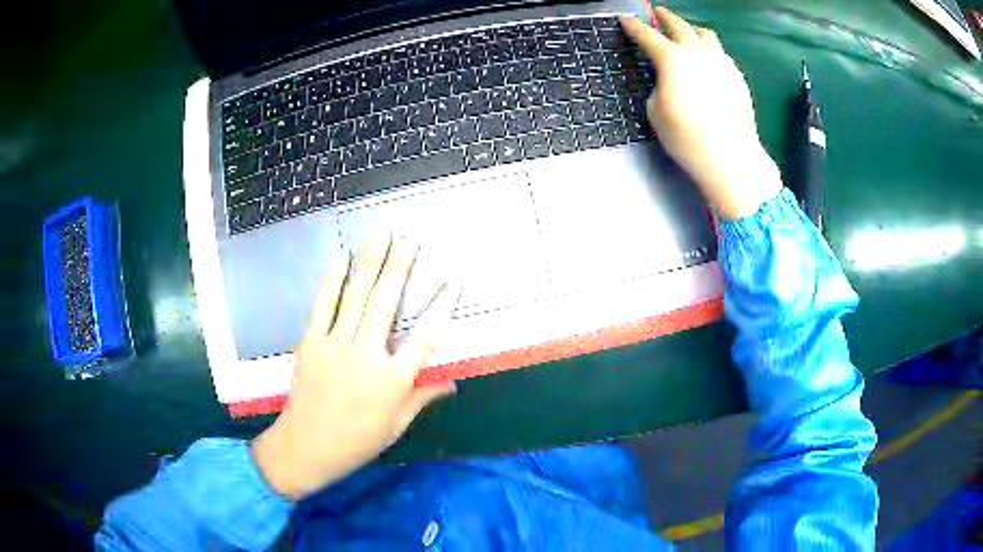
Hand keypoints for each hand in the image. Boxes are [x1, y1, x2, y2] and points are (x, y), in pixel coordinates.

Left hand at [251, 234, 456, 499]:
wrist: (306, 447)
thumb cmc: (357, 442)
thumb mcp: (396, 425)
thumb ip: (422, 397)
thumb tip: (452, 382)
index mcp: (393, 380)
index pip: (424, 337)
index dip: (440, 307)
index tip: (450, 283)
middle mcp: (366, 356)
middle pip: (387, 303)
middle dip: (400, 267)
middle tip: (410, 239)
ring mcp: (336, 346)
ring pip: (356, 296)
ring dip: (370, 262)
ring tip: (381, 235)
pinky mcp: (312, 342)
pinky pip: (323, 305)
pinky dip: (332, 279)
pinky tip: (342, 256)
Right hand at [621, 8, 782, 219]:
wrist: (731, 156)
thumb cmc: (687, 138)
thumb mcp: (656, 111)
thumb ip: (658, 85)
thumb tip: (668, 78)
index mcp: (672, 59)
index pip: (647, 36)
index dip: (634, 26)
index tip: (626, 19)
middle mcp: (697, 52)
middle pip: (679, 24)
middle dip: (665, 16)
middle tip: (657, 13)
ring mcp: (721, 61)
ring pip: (705, 34)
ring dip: (691, 29)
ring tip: (686, 34)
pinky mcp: (737, 75)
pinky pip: (720, 53)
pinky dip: (709, 50)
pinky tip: (707, 61)